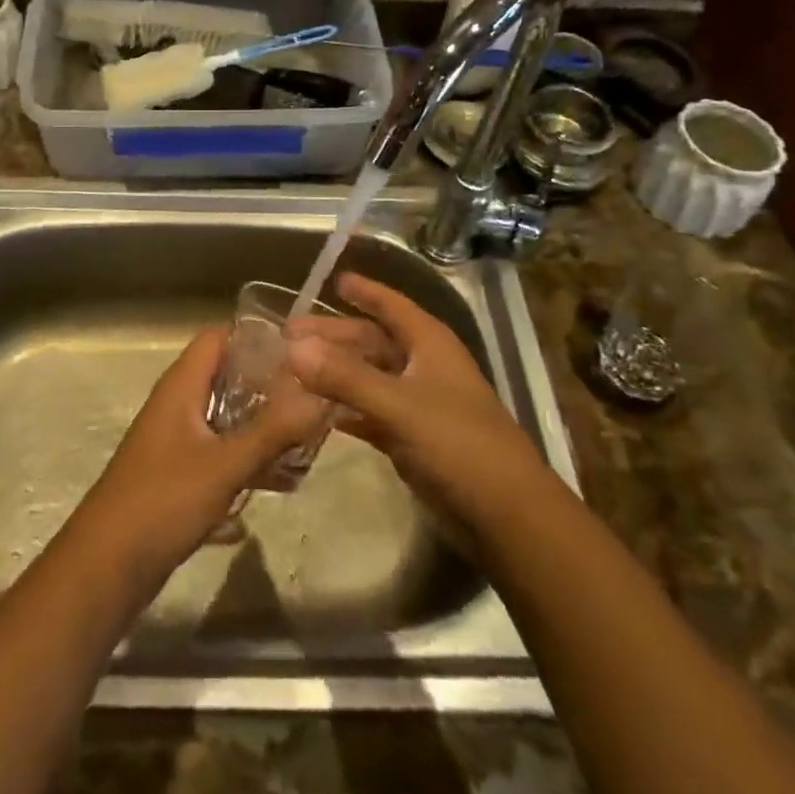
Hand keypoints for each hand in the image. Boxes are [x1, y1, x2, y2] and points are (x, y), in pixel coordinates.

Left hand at [67, 324, 331, 589]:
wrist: (105, 568)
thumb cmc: (162, 502)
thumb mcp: (224, 465)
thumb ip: (273, 431)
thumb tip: (322, 395)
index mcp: (181, 386)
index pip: (220, 337)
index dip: (257, 338)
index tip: (301, 354)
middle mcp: (177, 404)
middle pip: (228, 377)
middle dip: (270, 388)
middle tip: (314, 400)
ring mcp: (176, 440)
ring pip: (227, 418)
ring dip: (261, 428)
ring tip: (306, 443)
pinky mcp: (178, 474)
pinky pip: (220, 453)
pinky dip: (246, 460)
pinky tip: (280, 484)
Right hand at [287, 274, 555, 541]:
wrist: (506, 514)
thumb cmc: (458, 443)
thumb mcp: (399, 405)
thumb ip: (345, 377)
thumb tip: (293, 349)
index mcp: (429, 344)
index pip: (391, 305)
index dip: (364, 291)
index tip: (333, 279)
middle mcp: (423, 366)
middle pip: (372, 341)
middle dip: (334, 336)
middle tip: (288, 335)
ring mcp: (418, 403)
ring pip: (368, 377)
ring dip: (334, 373)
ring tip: (291, 371)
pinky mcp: (411, 438)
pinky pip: (369, 412)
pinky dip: (344, 409)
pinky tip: (314, 411)